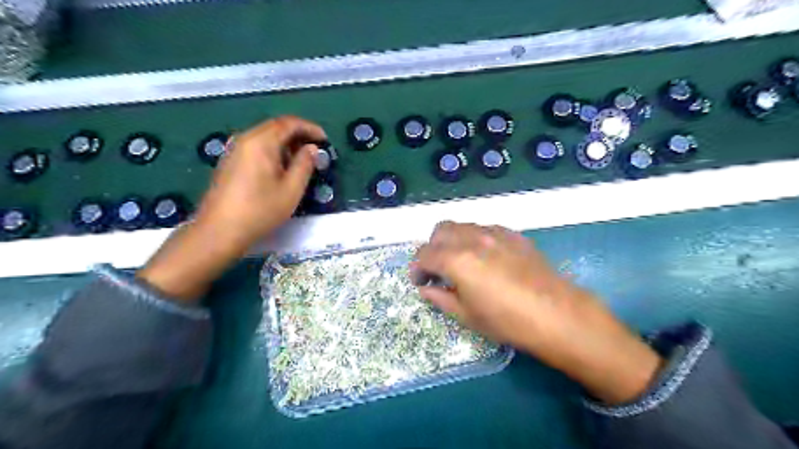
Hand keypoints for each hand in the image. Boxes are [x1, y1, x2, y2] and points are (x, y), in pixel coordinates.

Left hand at [192, 115, 326, 252]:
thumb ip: (305, 164)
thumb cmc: (260, 210)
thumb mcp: (291, 189)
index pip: (289, 123)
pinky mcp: (230, 161)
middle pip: (275, 126)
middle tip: (315, 149)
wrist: (220, 230)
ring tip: (301, 159)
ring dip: (286, 142)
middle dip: (298, 134)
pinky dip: (273, 150)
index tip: (325, 139)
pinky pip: (255, 146)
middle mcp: (245, 139)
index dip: (310, 128)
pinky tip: (280, 168)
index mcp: (261, 142)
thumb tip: (312, 149)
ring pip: (265, 136)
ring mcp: (234, 150)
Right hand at [411, 223, 662, 405]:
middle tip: (438, 269)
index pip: (424, 254)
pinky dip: (475, 238)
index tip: (420, 281)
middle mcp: (473, 238)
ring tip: (461, 262)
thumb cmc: (508, 321)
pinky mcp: (513, 235)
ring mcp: (495, 233)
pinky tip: (485, 257)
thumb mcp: (467, 316)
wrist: (557, 315)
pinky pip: (485, 228)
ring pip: (462, 225)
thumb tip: (426, 288)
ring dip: (453, 241)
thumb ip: (440, 297)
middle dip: (432, 248)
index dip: (417, 268)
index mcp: (457, 259)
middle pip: (440, 230)